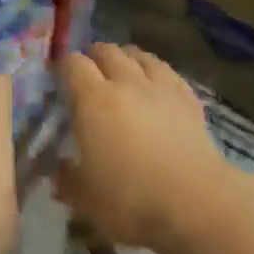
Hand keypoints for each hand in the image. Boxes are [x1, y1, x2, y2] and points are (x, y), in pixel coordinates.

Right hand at [53, 44, 228, 253]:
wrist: (195, 202)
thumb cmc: (131, 199)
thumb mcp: (85, 199)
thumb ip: (66, 180)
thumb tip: (57, 170)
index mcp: (93, 100)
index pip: (73, 64)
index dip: (63, 66)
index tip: (58, 77)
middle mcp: (126, 83)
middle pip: (107, 51)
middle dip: (93, 55)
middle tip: (88, 70)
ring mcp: (160, 87)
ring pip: (139, 56)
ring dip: (126, 57)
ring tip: (122, 67)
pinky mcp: (187, 99)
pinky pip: (167, 72)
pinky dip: (156, 71)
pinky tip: (157, 83)